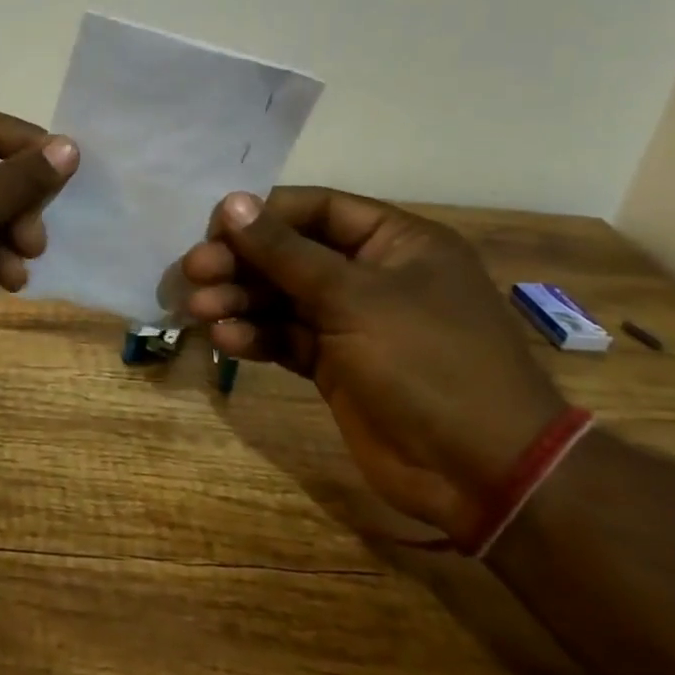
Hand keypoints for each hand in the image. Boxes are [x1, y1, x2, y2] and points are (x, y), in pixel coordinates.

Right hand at [178, 188, 562, 544]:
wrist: (481, 472)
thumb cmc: (427, 362)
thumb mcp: (354, 298)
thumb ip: (285, 252)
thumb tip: (232, 202)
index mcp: (396, 243)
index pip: (316, 209)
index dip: (262, 215)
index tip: (213, 229)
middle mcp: (373, 275)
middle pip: (291, 254)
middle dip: (241, 262)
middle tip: (193, 272)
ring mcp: (353, 323)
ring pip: (282, 298)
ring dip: (239, 301)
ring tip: (200, 310)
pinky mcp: (336, 365)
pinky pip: (286, 338)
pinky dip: (256, 337)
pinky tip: (226, 341)